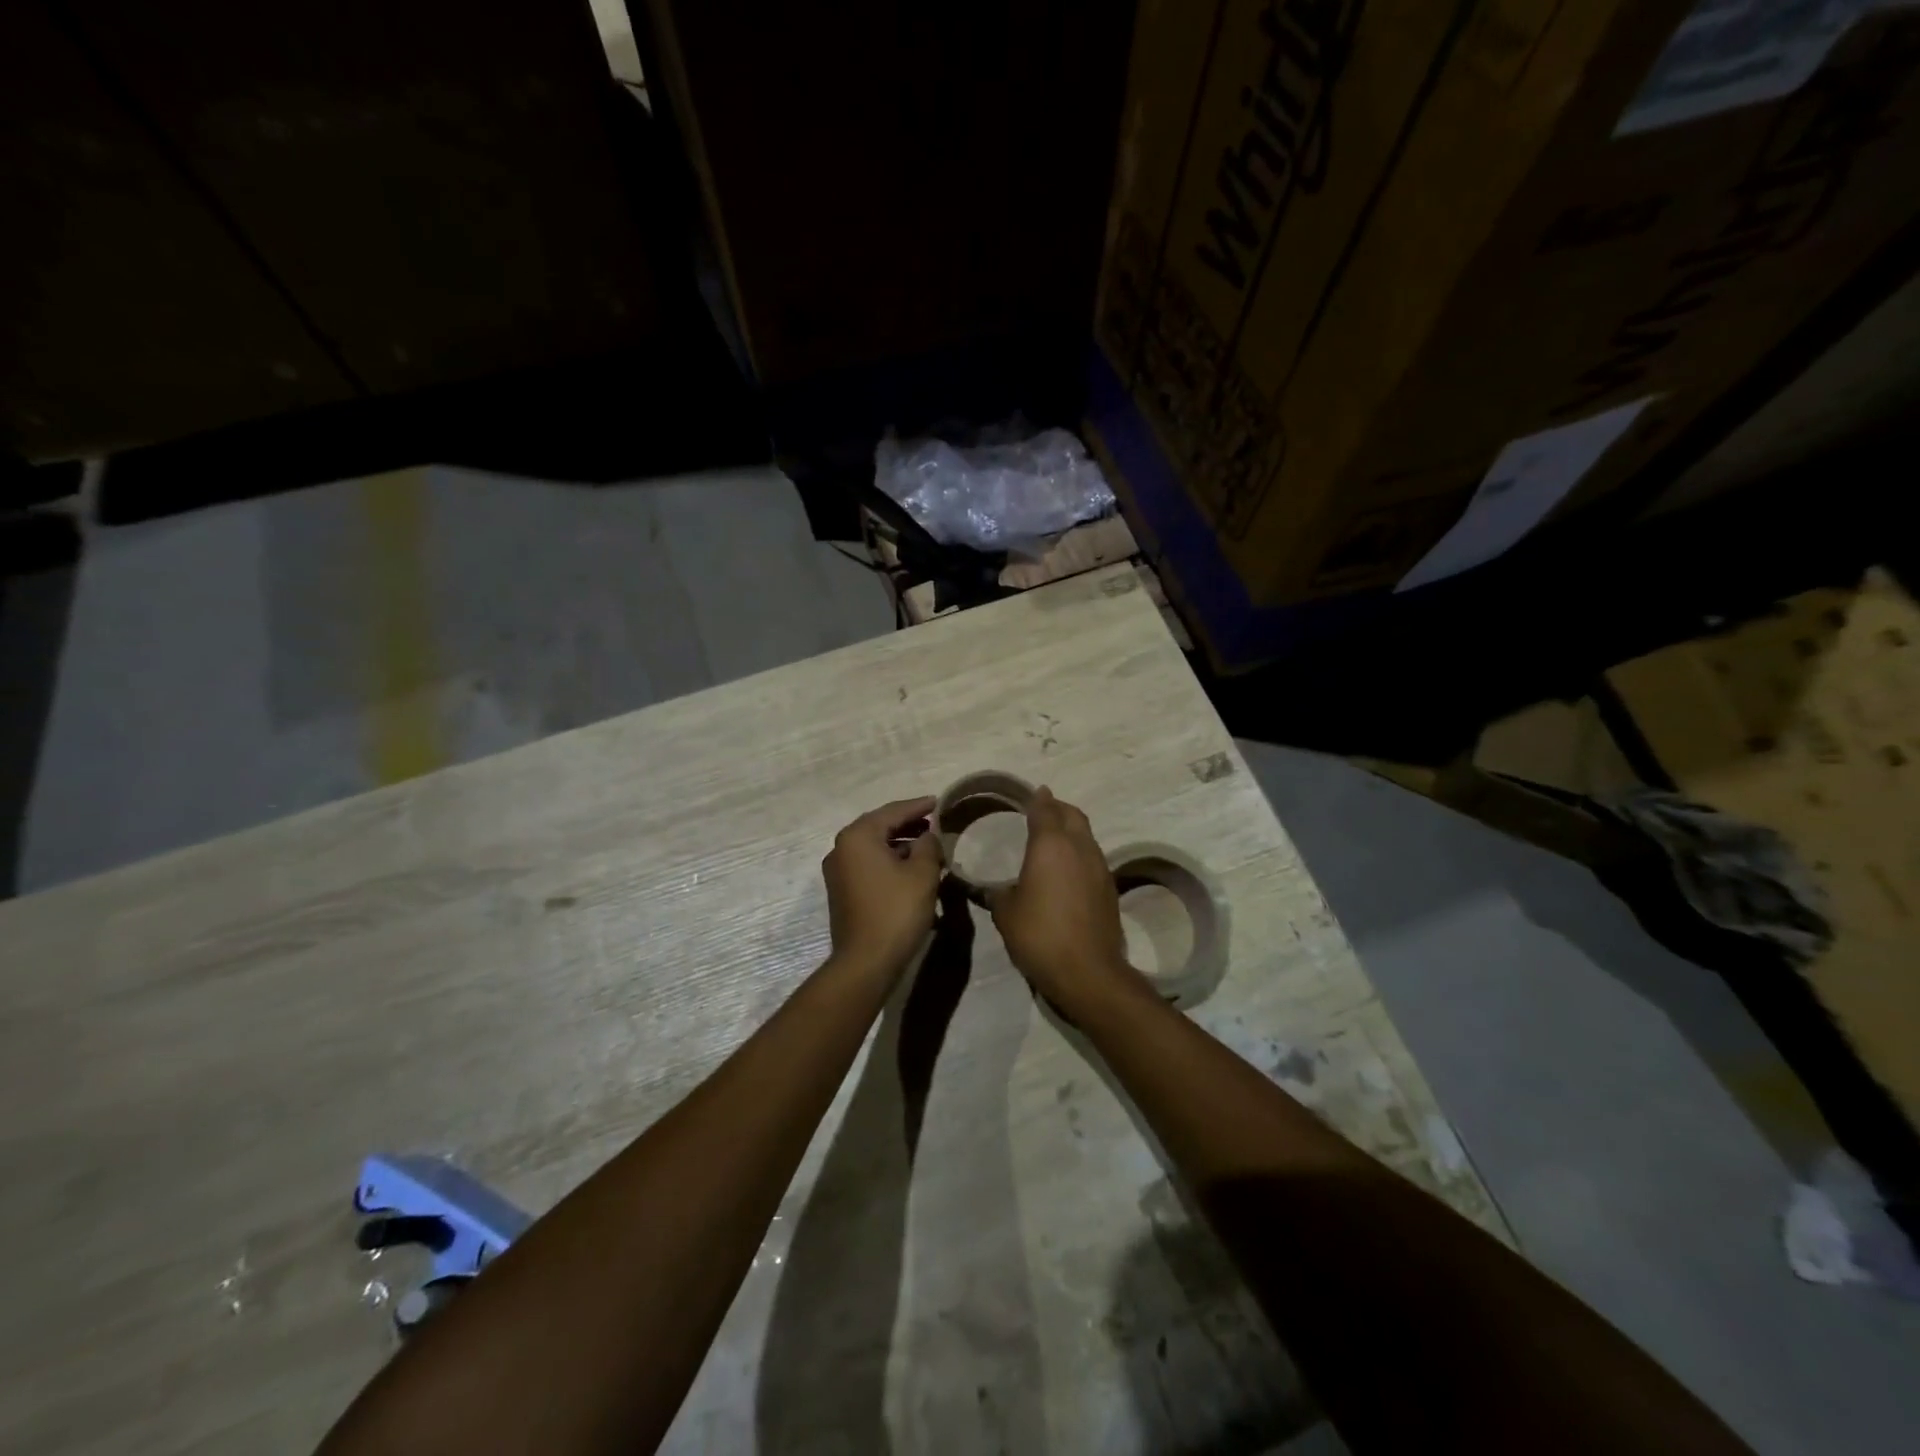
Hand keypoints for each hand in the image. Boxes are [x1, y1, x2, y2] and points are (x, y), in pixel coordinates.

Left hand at [822, 796, 942, 978]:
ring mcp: (837, 871)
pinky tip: (910, 870)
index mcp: (858, 837)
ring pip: (873, 847)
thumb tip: (928, 836)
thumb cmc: (896, 911)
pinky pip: (868, 865)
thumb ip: (929, 845)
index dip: (918, 806)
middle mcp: (841, 848)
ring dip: (900, 845)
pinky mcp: (841, 892)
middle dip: (908, 825)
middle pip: (879, 827)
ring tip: (927, 848)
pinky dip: (889, 862)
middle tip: (933, 823)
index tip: (938, 802)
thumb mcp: (923, 873)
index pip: (893, 812)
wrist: (866, 961)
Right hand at [990, 787, 1146, 1018]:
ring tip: (1054, 839)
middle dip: (1058, 808)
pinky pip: (1093, 858)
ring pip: (1086, 835)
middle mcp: (1079, 847)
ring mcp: (1099, 867)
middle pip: (1072, 815)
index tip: (1033, 792)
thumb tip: (993, 889)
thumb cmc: (1039, 935)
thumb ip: (998, 893)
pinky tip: (1067, 869)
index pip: (1044, 809)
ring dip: (1072, 830)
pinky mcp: (1110, 888)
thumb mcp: (1006, 913)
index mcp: (1050, 845)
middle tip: (1043, 810)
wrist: (1088, 971)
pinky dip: (1079, 853)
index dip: (1037, 799)